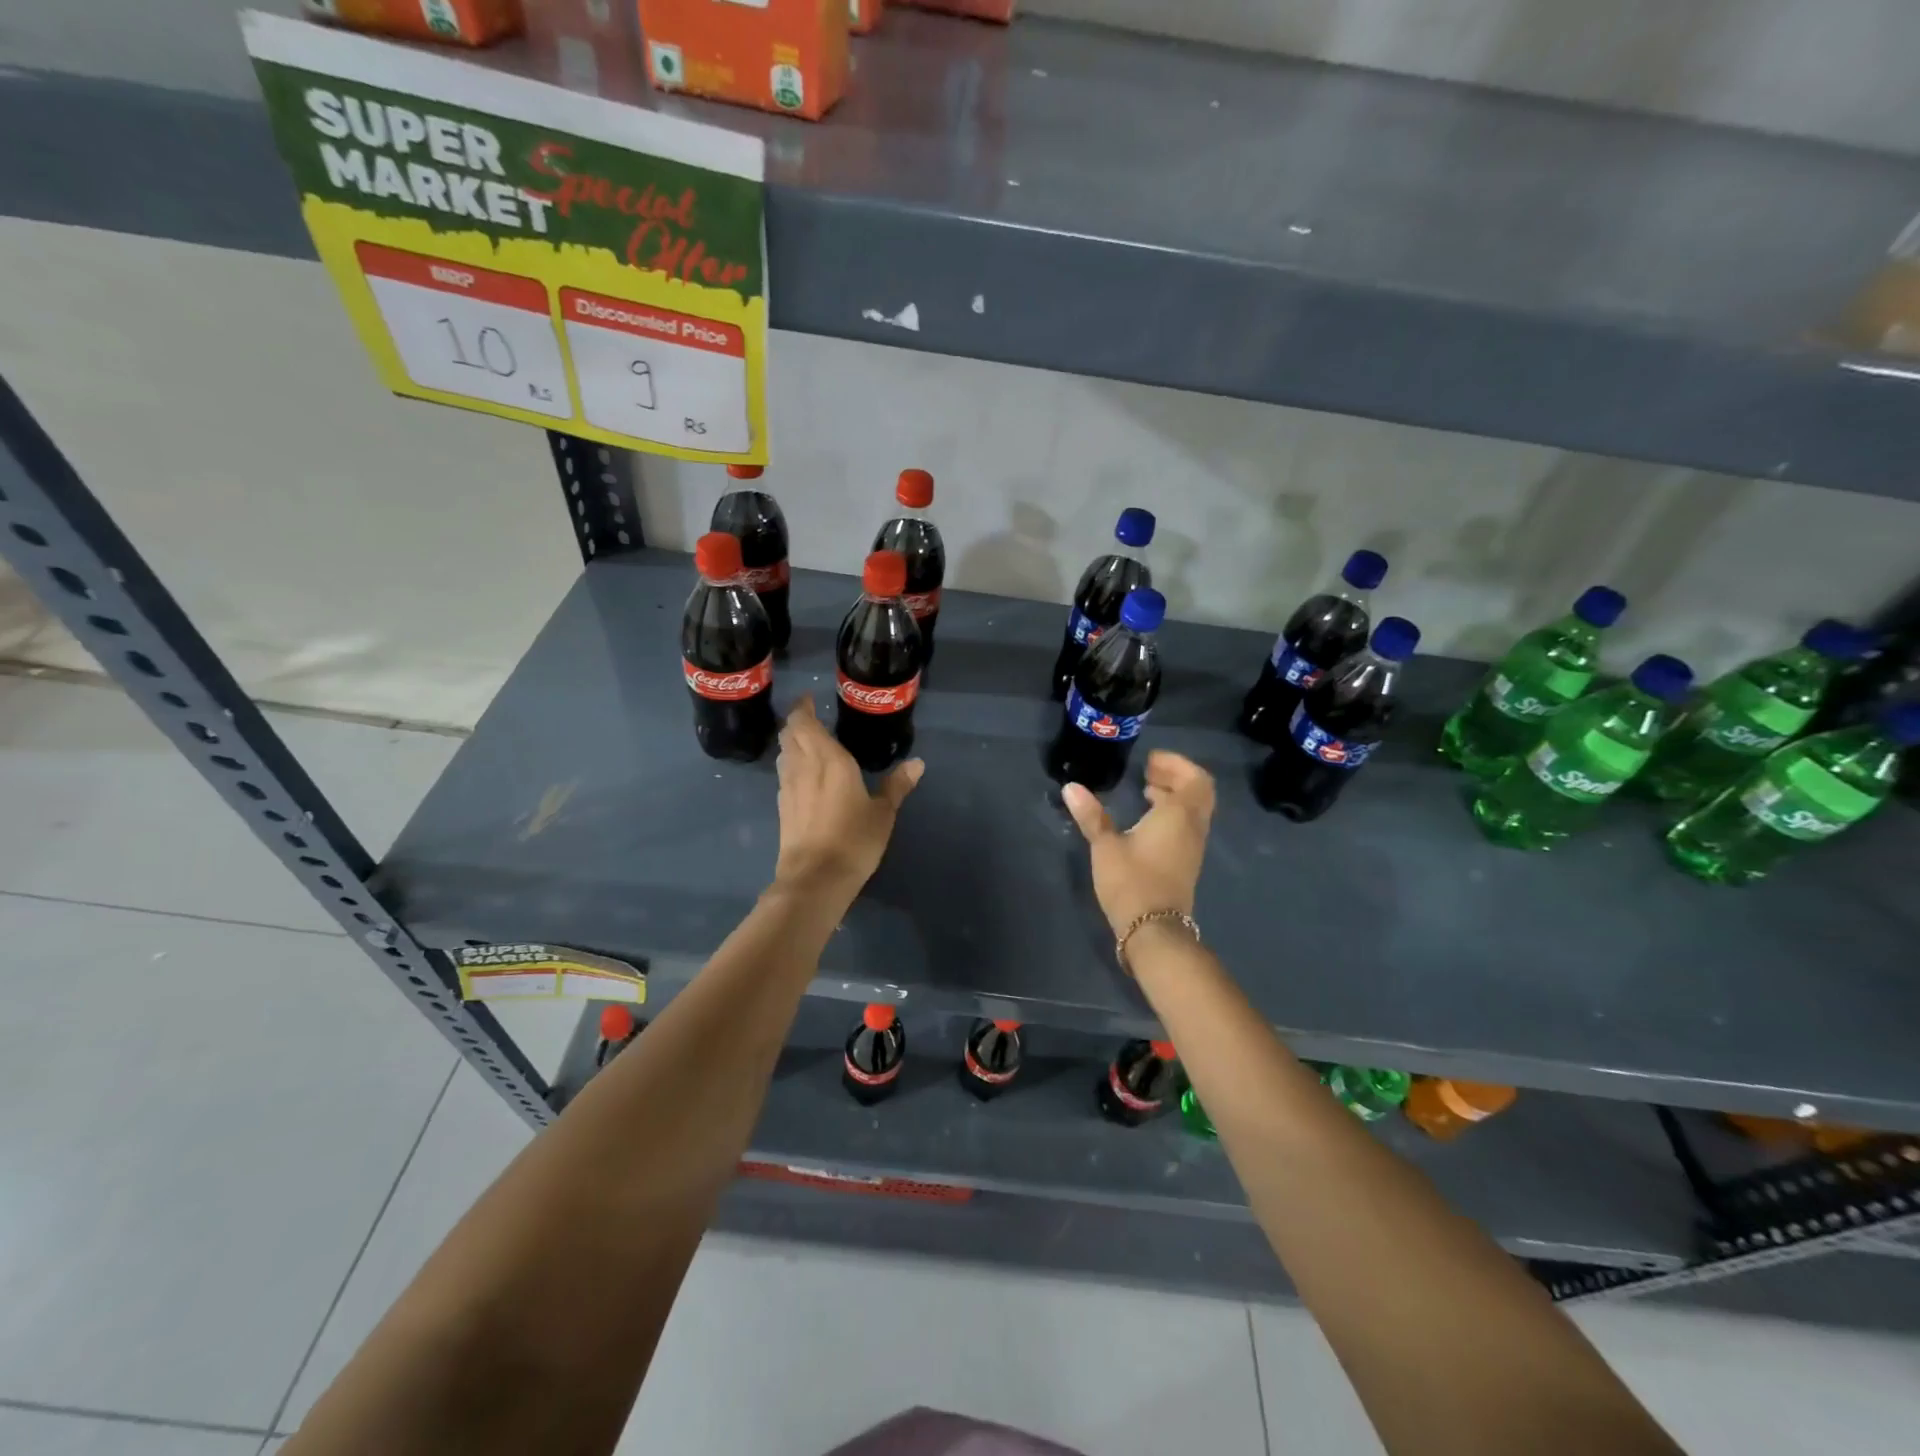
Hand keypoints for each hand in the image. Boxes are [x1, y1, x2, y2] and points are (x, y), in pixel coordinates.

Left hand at [772, 696, 922, 899]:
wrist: (815, 879)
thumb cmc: (854, 840)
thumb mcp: (883, 813)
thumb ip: (897, 785)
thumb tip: (917, 763)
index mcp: (829, 759)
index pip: (805, 723)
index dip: (803, 708)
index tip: (810, 699)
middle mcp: (803, 767)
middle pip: (790, 735)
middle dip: (797, 722)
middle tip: (812, 718)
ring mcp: (788, 788)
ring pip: (784, 754)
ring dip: (792, 743)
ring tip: (808, 743)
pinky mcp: (782, 808)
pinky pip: (784, 775)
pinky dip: (791, 766)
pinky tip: (804, 777)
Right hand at [1062, 751, 1214, 936]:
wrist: (1154, 930)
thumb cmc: (1131, 881)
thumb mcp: (1105, 846)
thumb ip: (1092, 816)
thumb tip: (1071, 787)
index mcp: (1178, 815)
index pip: (1193, 778)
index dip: (1175, 764)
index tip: (1150, 760)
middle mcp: (1193, 827)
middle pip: (1199, 791)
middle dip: (1177, 776)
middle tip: (1150, 771)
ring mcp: (1193, 846)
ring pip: (1195, 810)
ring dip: (1176, 795)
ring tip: (1146, 791)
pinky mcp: (1187, 862)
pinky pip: (1188, 825)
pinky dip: (1174, 813)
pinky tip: (1148, 820)